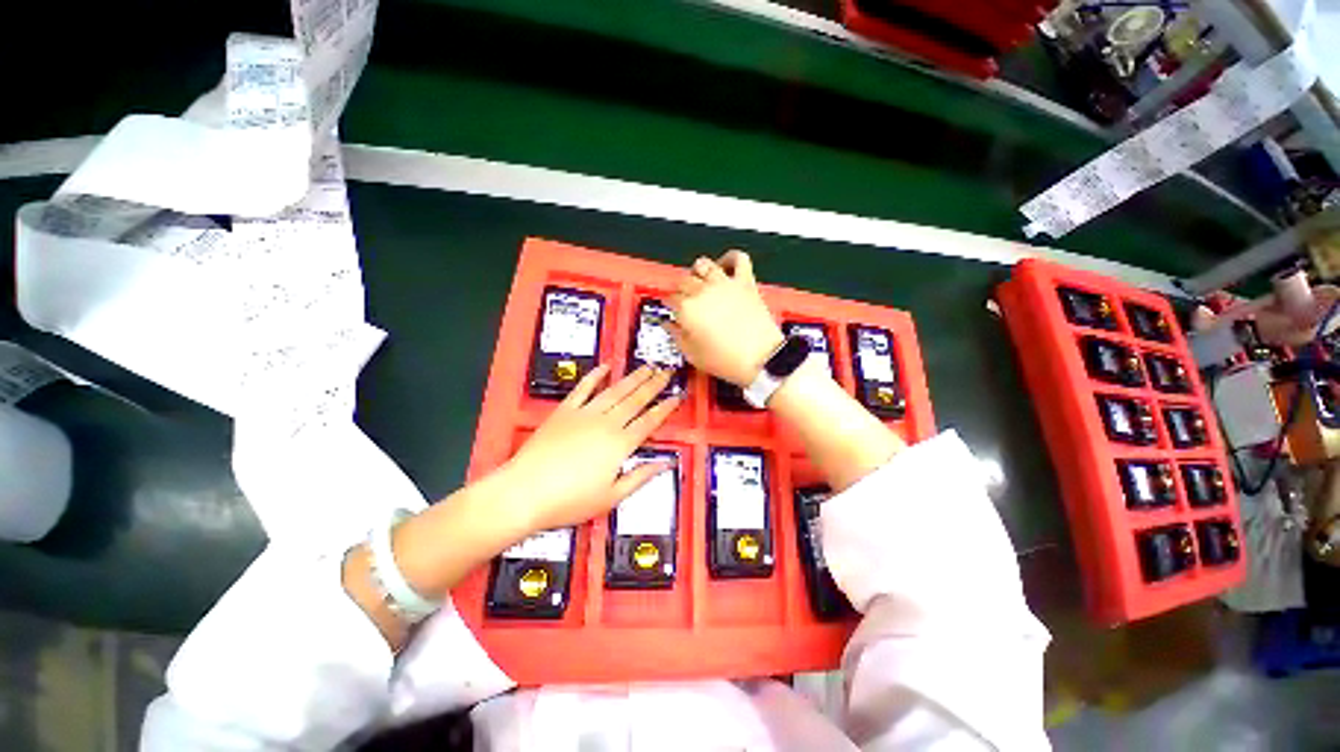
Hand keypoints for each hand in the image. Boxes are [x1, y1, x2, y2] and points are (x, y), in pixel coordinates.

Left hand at [500, 364, 679, 532]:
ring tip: (646, 367)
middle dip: (654, 384)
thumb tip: (665, 463)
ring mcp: (584, 414)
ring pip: (615, 390)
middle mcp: (606, 423)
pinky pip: (583, 388)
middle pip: (636, 399)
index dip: (666, 408)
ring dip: (633, 377)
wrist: (525, 492)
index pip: (650, 421)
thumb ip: (641, 477)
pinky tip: (605, 367)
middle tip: (666, 372)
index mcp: (620, 445)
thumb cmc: (569, 501)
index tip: (677, 396)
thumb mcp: (611, 497)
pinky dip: (594, 376)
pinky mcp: (564, 411)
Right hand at [666, 251, 783, 385]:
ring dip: (698, 273)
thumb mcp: (693, 355)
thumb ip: (677, 336)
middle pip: (684, 281)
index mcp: (687, 309)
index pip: (670, 299)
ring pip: (703, 264)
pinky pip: (738, 258)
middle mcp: (702, 291)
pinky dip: (730, 258)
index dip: (670, 307)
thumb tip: (669, 325)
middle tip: (686, 302)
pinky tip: (724, 267)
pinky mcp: (745, 282)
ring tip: (700, 283)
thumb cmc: (726, 360)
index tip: (673, 313)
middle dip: (681, 291)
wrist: (761, 359)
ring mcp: (724, 284)